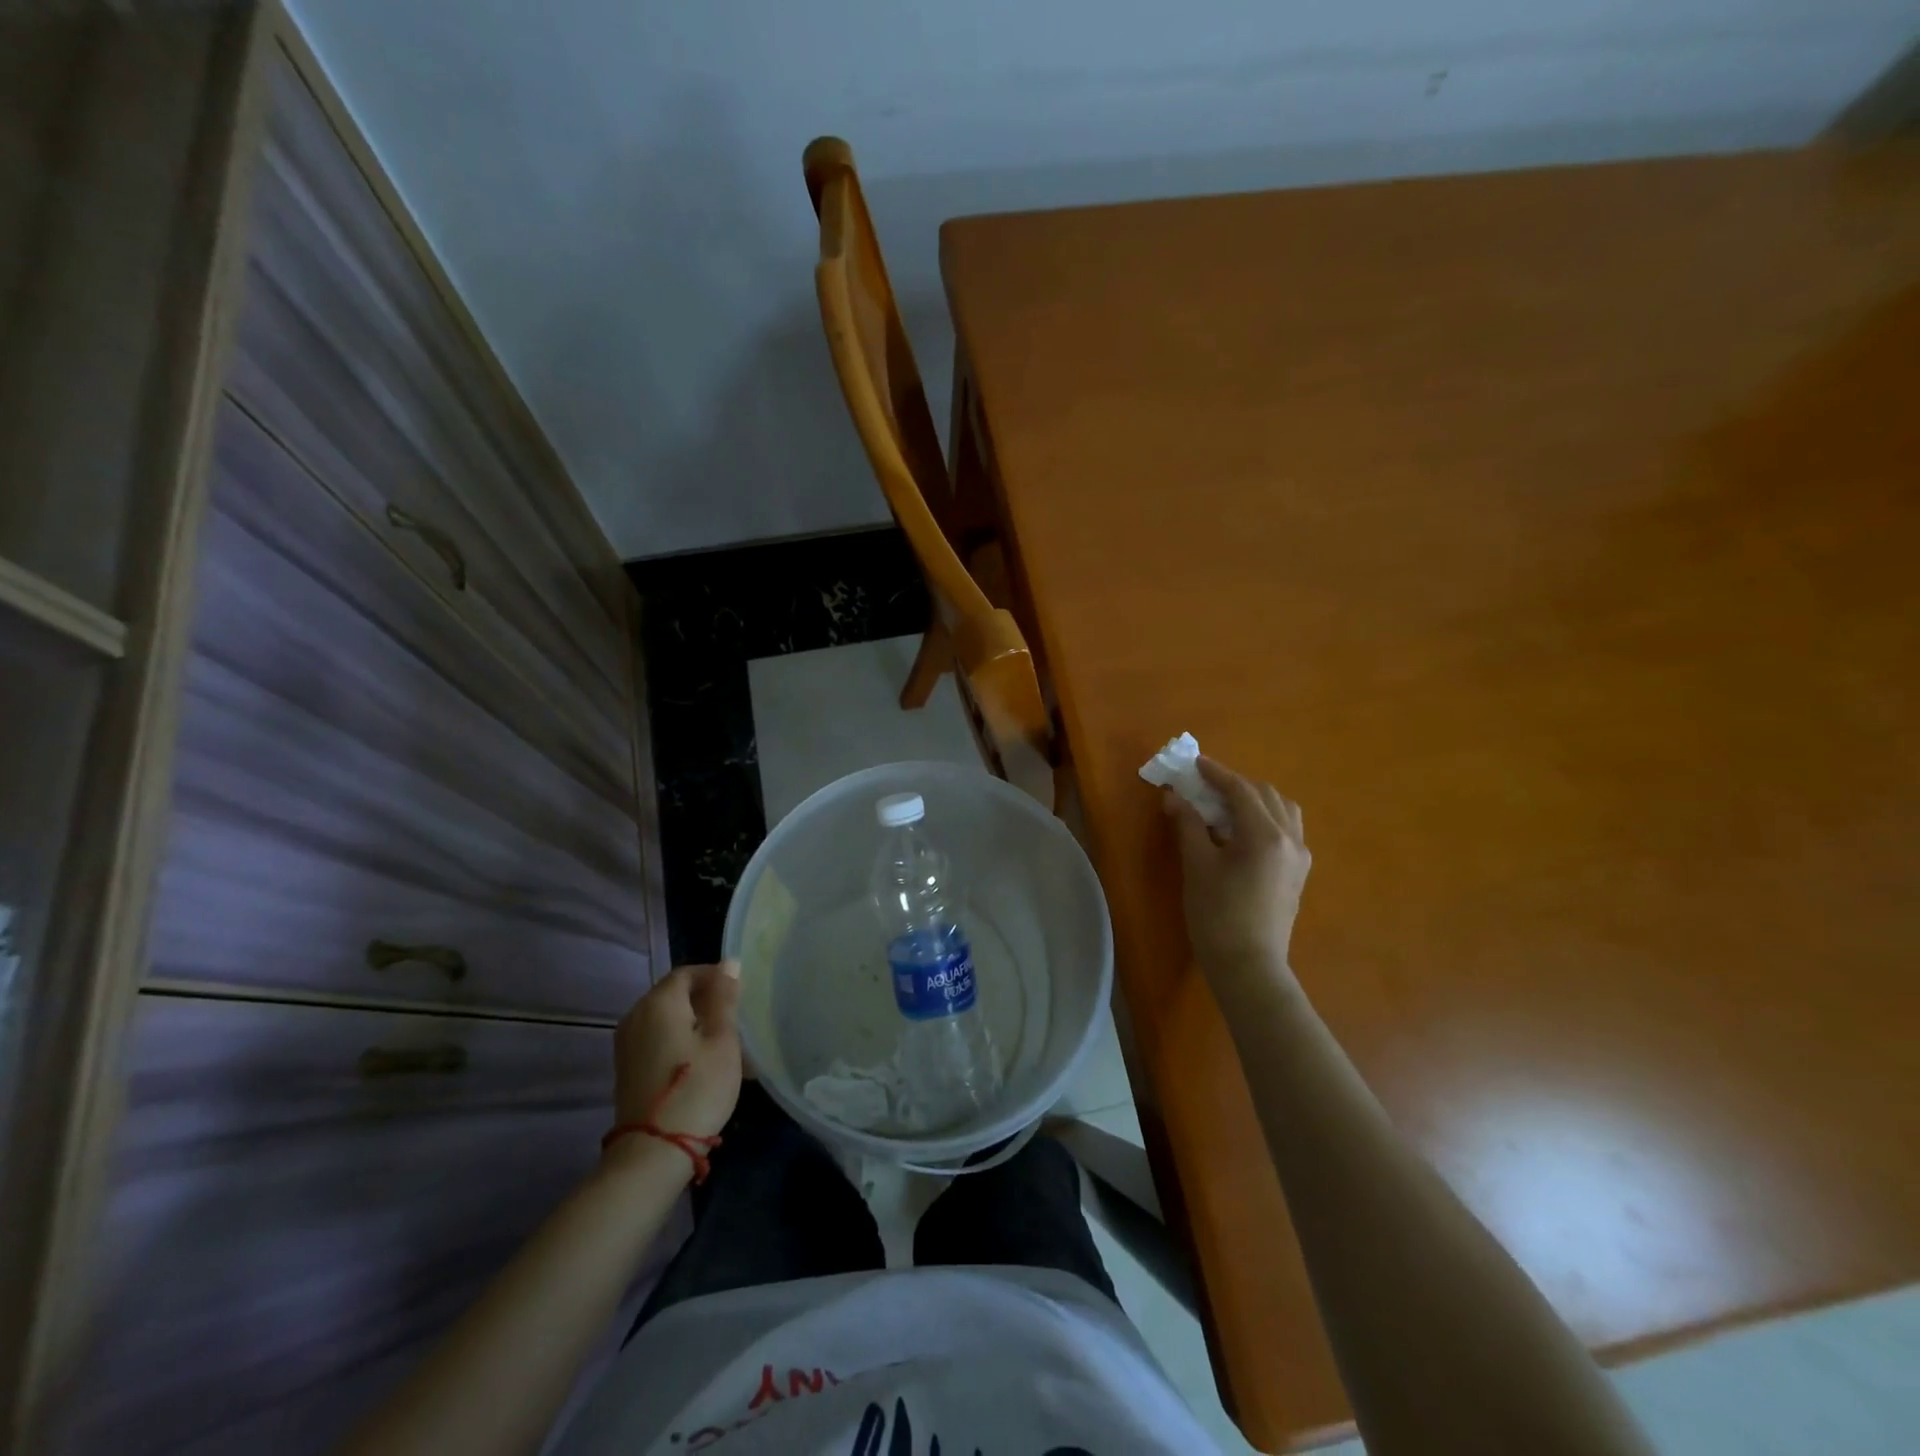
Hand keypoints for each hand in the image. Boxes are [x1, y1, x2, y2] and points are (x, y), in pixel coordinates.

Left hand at [611, 963, 742, 1148]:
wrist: (653, 1152)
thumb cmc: (697, 1088)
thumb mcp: (722, 1040)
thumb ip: (724, 998)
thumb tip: (729, 964)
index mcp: (659, 1002)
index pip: (688, 972)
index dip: (715, 976)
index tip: (741, 992)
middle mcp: (636, 1015)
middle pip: (675, 994)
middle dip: (707, 1001)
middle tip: (737, 1019)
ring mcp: (627, 1043)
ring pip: (667, 1019)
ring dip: (695, 1023)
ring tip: (725, 1043)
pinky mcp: (627, 1067)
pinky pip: (658, 1039)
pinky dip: (681, 1041)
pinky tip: (703, 1062)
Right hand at [1164, 758, 1311, 995]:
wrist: (1248, 966)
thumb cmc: (1217, 915)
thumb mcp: (1197, 866)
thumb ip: (1188, 825)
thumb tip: (1174, 797)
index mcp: (1265, 834)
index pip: (1241, 791)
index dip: (1216, 774)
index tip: (1194, 763)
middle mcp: (1290, 839)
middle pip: (1266, 795)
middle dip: (1235, 785)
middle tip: (1205, 786)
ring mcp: (1299, 857)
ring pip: (1282, 810)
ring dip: (1255, 800)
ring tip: (1226, 806)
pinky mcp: (1298, 873)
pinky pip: (1286, 829)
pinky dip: (1265, 818)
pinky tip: (1242, 831)